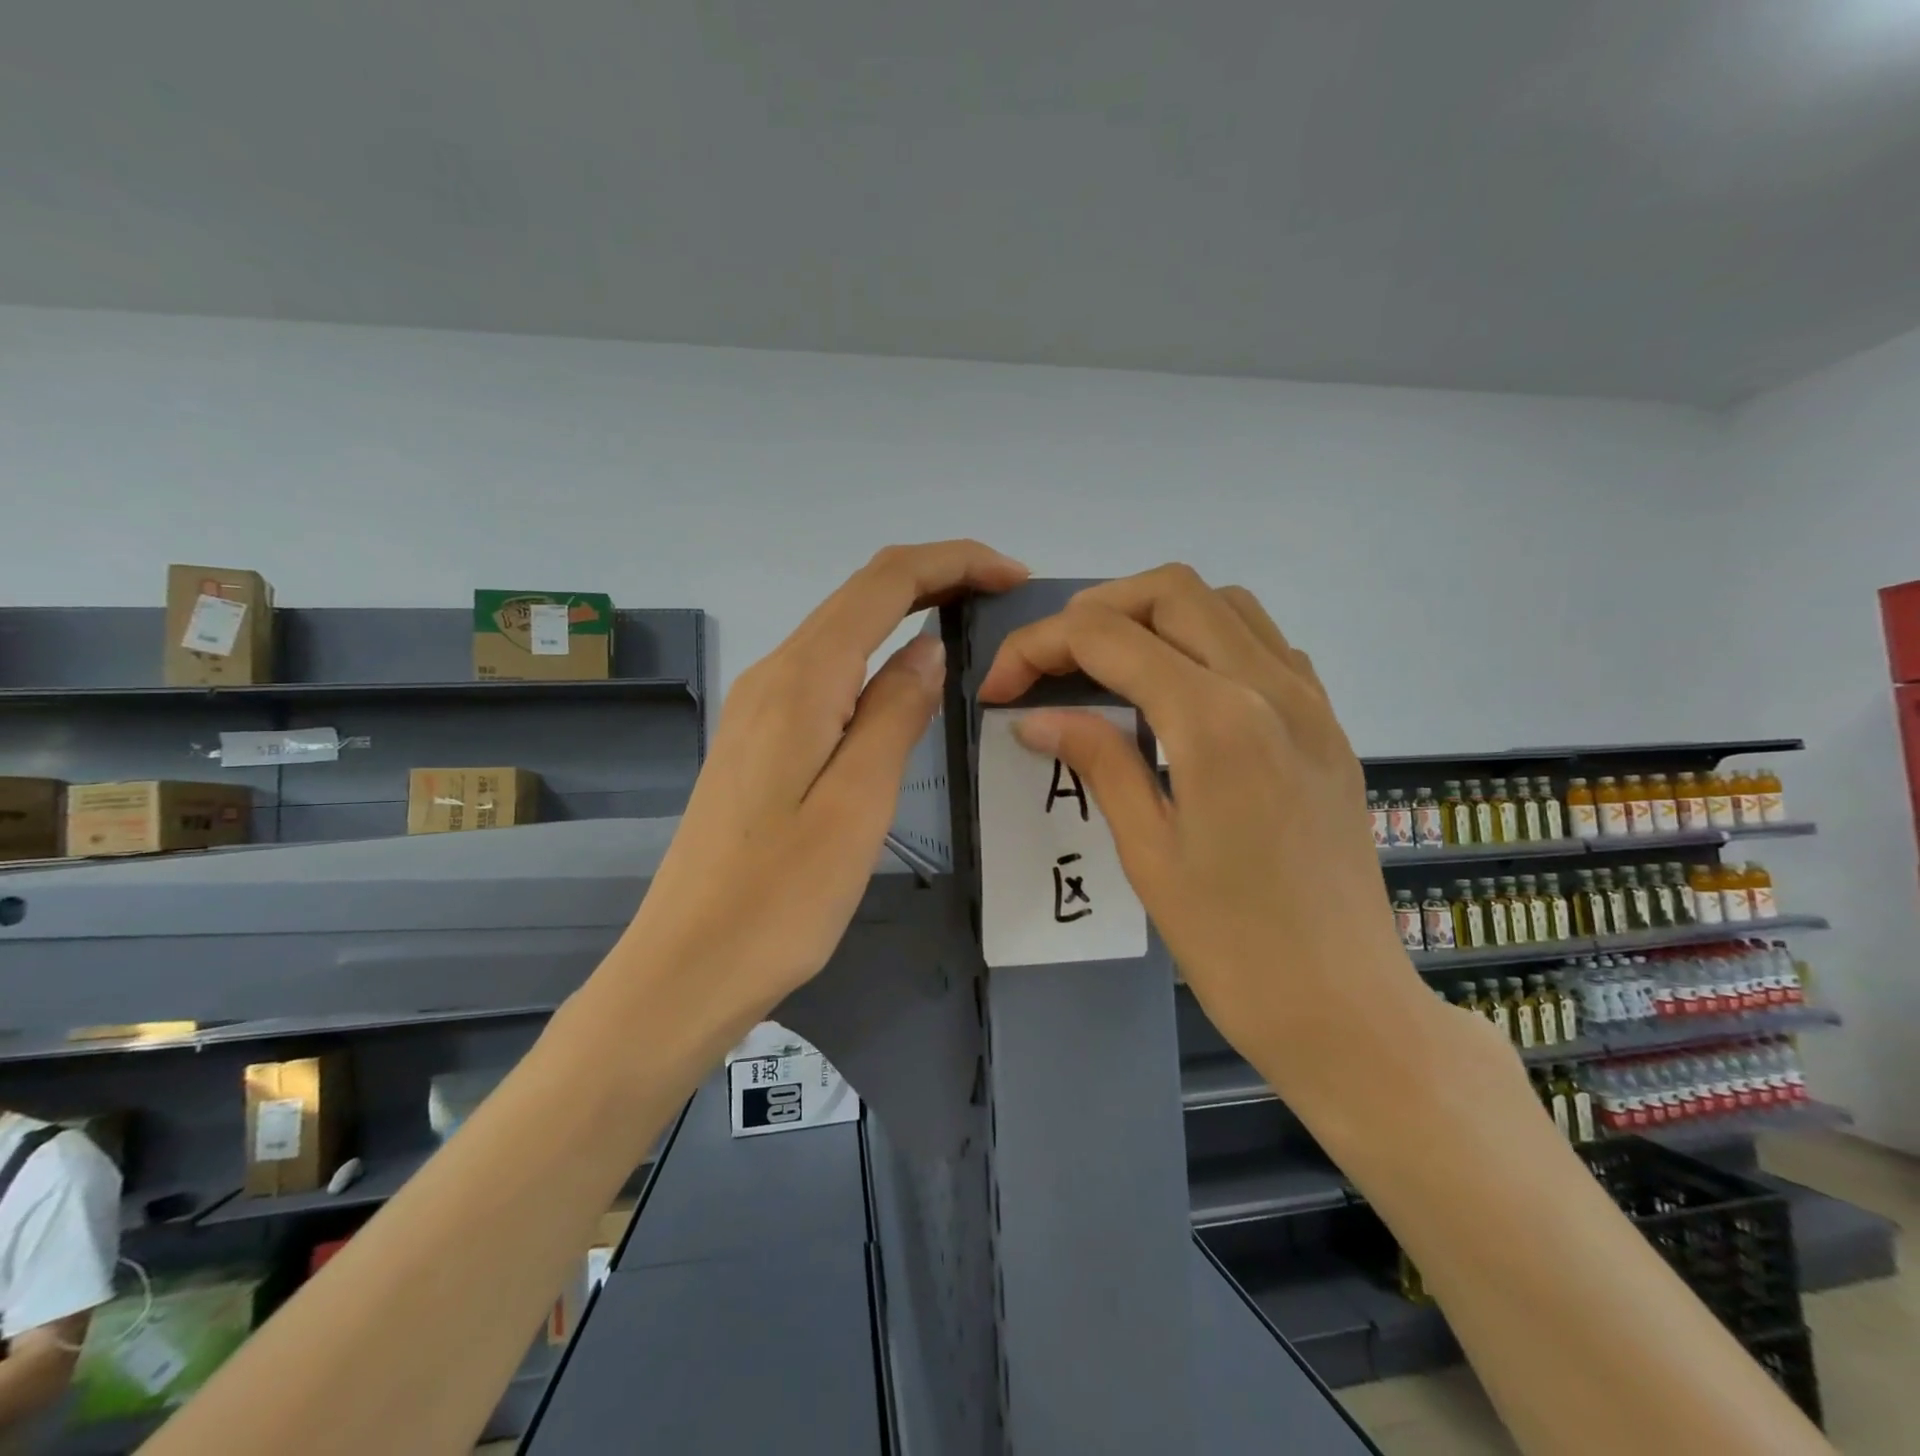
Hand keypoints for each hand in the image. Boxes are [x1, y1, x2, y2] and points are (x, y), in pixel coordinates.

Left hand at [622, 541, 1028, 1034]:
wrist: (687, 965)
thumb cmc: (780, 897)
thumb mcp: (857, 804)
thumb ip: (894, 713)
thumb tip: (927, 648)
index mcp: (801, 680)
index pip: (885, 583)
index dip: (953, 563)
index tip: (1014, 578)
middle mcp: (774, 676)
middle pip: (861, 595)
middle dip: (937, 579)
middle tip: (1004, 599)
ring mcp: (760, 707)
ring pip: (843, 631)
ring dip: (908, 614)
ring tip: (972, 632)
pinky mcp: (760, 740)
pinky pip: (828, 673)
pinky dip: (878, 657)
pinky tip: (907, 685)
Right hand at [978, 565, 1432, 1099]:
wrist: (1345, 1007)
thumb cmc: (1234, 946)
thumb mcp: (1148, 853)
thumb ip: (1097, 760)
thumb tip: (1035, 716)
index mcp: (1217, 722)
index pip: (1108, 639)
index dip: (1038, 647)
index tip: (999, 686)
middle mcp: (1271, 687)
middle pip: (1170, 591)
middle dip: (1094, 611)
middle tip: (1049, 663)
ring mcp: (1311, 700)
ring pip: (1224, 603)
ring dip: (1154, 614)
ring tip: (1107, 664)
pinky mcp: (1328, 724)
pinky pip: (1265, 642)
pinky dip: (1209, 639)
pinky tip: (1181, 690)